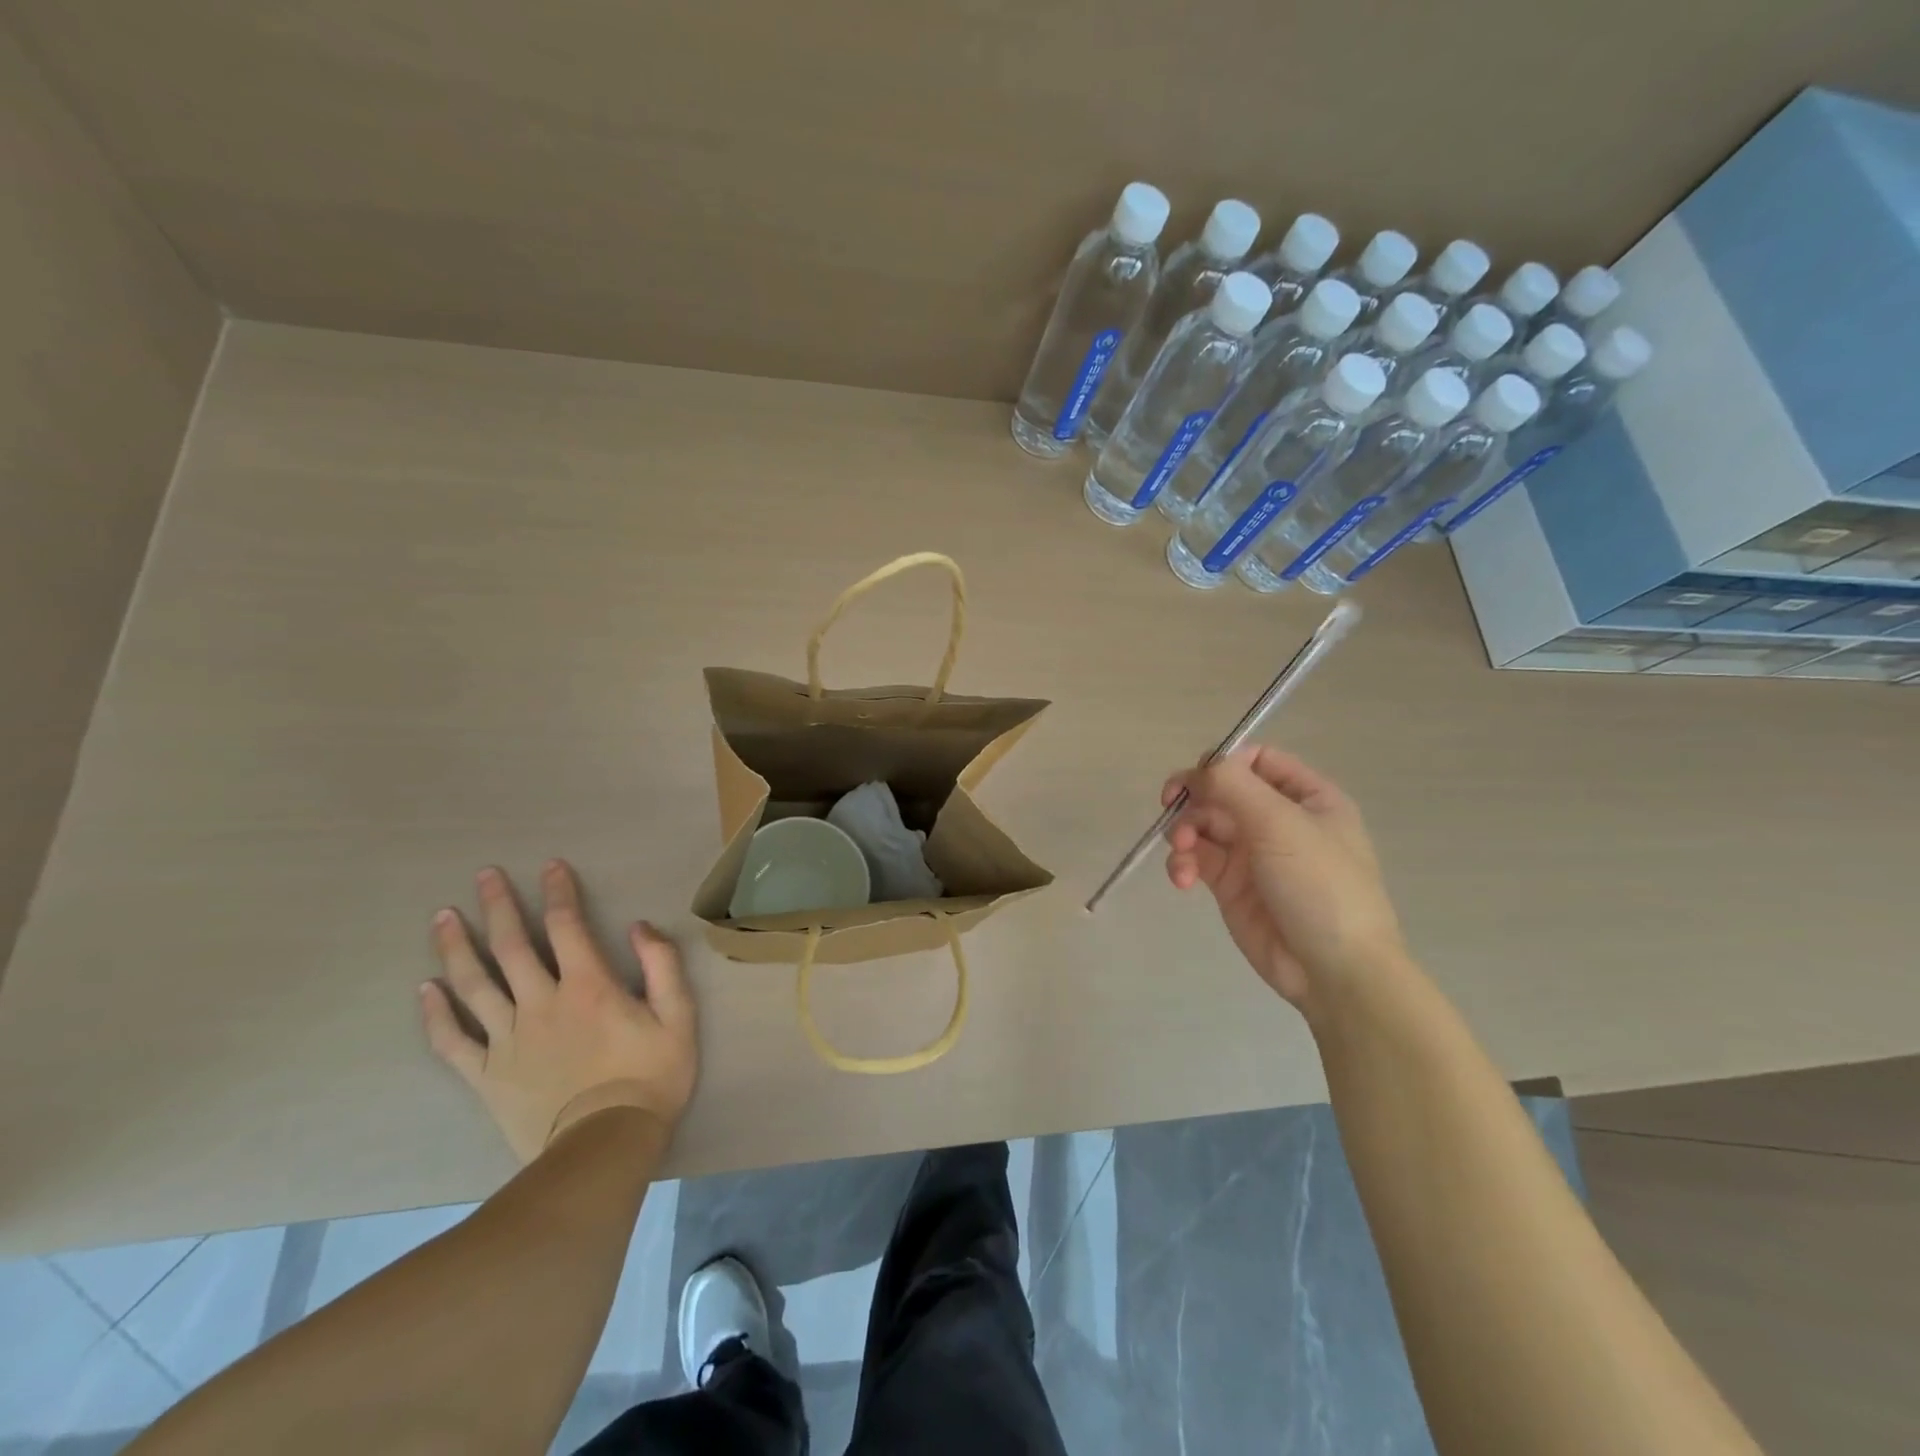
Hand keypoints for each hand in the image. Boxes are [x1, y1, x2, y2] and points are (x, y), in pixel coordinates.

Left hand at [419, 860, 696, 1162]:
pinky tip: (425, 989)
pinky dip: (436, 1014)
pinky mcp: (486, 1075)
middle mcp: (541, 1003)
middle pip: (511, 946)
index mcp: (588, 986)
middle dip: (498, 906)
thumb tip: (638, 926)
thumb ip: (662, 965)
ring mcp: (507, 1039)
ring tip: (443, 917)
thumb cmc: (650, 1078)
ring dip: (456, 947)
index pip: (567, 926)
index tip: (550, 866)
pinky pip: (453, 1040)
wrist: (604, 1147)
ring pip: (474, 985)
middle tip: (483, 876)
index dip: (559, 892)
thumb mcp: (678, 1017)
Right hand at [1163, 747, 1403, 1010]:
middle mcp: (1278, 820)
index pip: (1257, 760)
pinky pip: (1197, 860)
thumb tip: (1199, 767)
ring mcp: (1252, 853)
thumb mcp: (1281, 823)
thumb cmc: (1320, 885)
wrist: (1334, 970)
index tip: (1199, 778)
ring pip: (1202, 825)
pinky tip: (1182, 879)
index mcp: (1307, 797)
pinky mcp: (1230, 885)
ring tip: (1183, 855)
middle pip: (1221, 791)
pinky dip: (1183, 864)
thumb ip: (1234, 785)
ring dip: (1184, 833)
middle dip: (1194, 799)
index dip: (1223, 763)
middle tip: (1170, 805)